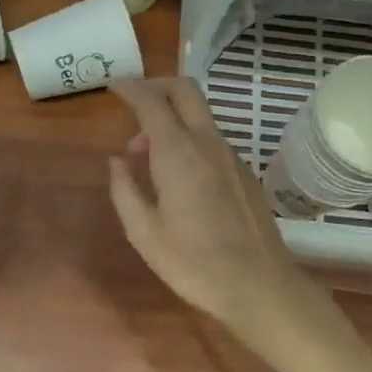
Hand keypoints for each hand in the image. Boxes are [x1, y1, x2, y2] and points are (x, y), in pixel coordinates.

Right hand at [107, 78, 305, 334]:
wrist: (258, 285)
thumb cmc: (193, 263)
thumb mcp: (144, 233)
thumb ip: (125, 190)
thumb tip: (116, 161)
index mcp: (178, 153)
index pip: (152, 101)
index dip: (130, 88)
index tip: (113, 86)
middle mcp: (208, 143)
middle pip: (185, 90)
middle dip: (157, 86)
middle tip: (133, 103)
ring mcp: (231, 156)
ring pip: (199, 116)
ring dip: (171, 120)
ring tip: (146, 158)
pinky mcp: (244, 172)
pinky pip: (211, 140)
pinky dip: (188, 140)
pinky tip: (177, 177)